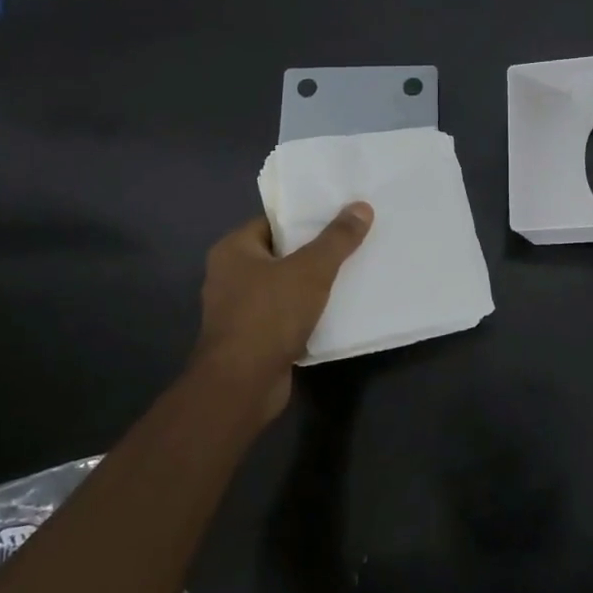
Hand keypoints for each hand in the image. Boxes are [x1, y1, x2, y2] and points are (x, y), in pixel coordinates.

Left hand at [191, 203, 372, 418]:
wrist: (242, 386)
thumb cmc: (269, 315)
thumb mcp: (310, 270)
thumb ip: (337, 238)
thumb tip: (361, 206)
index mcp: (234, 250)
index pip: (275, 222)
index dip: (308, 218)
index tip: (342, 215)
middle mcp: (231, 276)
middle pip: (283, 253)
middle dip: (317, 251)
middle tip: (355, 241)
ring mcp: (240, 310)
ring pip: (287, 286)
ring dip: (315, 284)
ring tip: (354, 271)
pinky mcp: (254, 338)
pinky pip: (287, 315)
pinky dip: (309, 312)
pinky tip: (340, 309)